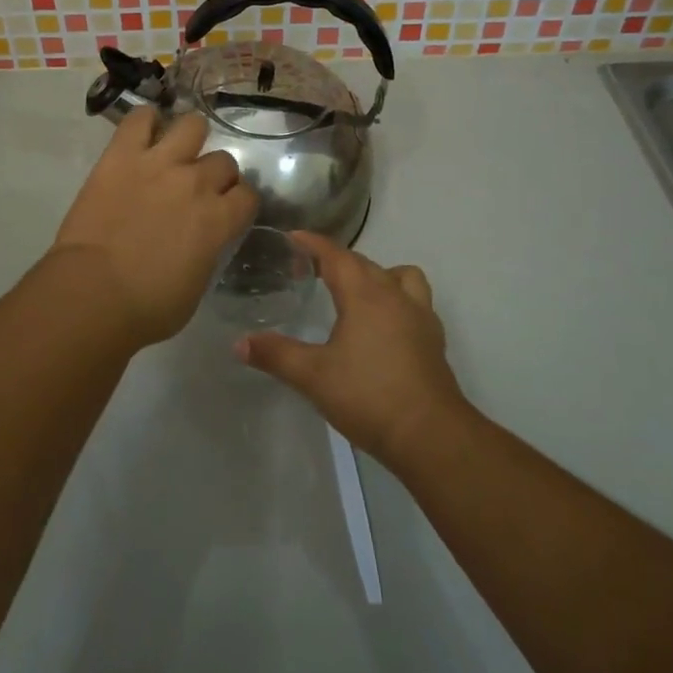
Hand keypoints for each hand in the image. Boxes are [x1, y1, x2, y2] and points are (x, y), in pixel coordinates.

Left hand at [50, 108, 257, 347]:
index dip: (239, 202)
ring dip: (189, 139)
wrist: (93, 294)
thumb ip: (208, 252)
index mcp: (219, 220)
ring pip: (192, 125)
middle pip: (224, 161)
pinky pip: (140, 118)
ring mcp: (159, 163)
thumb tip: (204, 241)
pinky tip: (144, 133)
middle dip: (215, 175)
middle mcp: (196, 183)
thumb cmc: (147, 307)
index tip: (227, 211)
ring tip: (176, 152)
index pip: (248, 195)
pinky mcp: (122, 155)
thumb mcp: (196, 287)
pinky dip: (146, 121)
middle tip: (197, 190)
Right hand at [237, 232, 466, 462]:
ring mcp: (419, 315)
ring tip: (356, 293)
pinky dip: (397, 299)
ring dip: (376, 274)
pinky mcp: (433, 338)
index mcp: (364, 295)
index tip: (292, 237)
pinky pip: (414, 300)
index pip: (336, 256)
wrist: (431, 435)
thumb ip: (276, 355)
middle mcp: (394, 295)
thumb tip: (239, 343)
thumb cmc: (369, 397)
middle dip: (337, 259)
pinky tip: (383, 325)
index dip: (313, 243)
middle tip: (310, 269)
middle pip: (364, 263)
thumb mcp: (313, 377)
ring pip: (399, 275)